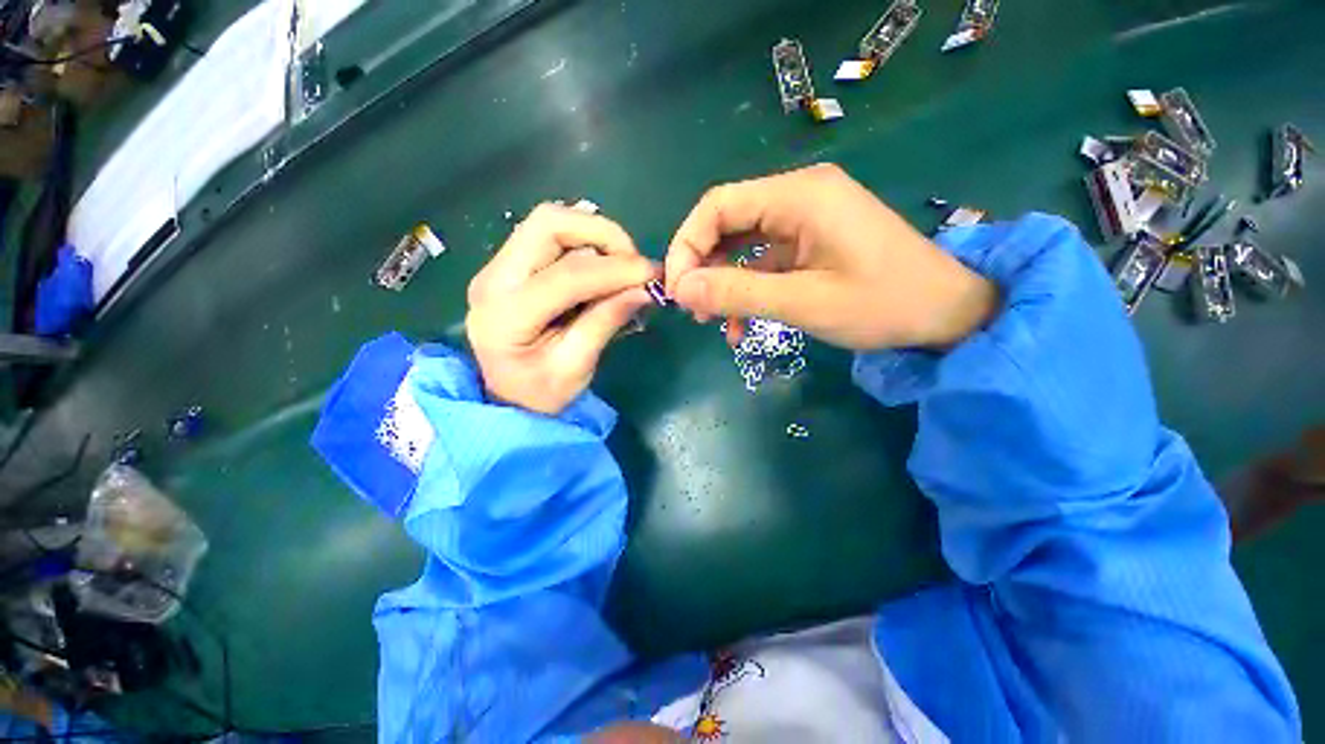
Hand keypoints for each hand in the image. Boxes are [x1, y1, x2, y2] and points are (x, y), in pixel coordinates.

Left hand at [467, 204, 656, 414]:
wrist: (506, 397)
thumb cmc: (540, 393)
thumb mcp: (575, 369)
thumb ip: (605, 324)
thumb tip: (643, 290)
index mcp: (506, 315)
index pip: (567, 275)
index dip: (615, 270)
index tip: (652, 274)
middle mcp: (493, 278)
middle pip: (548, 224)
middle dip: (602, 234)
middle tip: (633, 263)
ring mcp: (497, 267)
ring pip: (549, 222)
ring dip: (594, 235)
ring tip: (621, 267)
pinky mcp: (509, 265)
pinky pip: (549, 236)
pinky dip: (584, 242)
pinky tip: (601, 268)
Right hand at [665, 164, 997, 350]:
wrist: (947, 313)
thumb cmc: (882, 304)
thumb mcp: (802, 302)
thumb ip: (736, 293)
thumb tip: (680, 290)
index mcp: (798, 195)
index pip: (717, 206)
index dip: (686, 245)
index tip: (675, 289)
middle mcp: (799, 195)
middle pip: (727, 222)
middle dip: (701, 265)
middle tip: (691, 308)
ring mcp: (806, 218)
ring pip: (742, 243)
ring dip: (722, 280)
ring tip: (711, 320)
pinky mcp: (812, 241)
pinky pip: (764, 260)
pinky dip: (747, 288)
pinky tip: (741, 324)